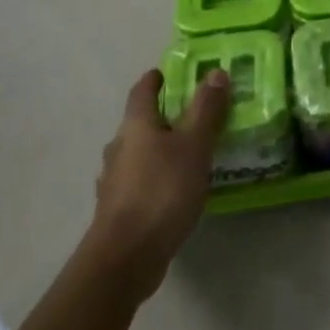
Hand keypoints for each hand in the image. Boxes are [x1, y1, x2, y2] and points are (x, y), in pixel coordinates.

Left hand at [85, 68, 231, 298]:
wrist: (125, 258)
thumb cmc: (161, 191)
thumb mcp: (193, 146)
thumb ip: (205, 109)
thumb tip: (215, 72)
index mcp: (136, 125)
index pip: (142, 91)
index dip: (155, 79)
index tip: (170, 73)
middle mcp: (119, 147)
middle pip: (139, 122)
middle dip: (162, 115)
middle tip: (192, 113)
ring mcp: (114, 181)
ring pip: (138, 153)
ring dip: (159, 148)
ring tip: (188, 153)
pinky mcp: (118, 210)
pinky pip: (139, 181)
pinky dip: (155, 177)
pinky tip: (174, 189)